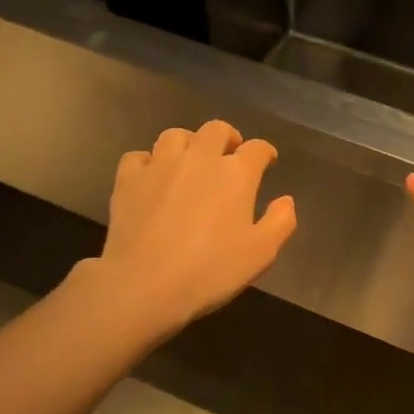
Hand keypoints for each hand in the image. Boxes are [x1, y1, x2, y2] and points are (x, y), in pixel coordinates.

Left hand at [89, 120, 297, 333]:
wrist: (145, 284)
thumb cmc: (212, 270)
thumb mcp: (262, 253)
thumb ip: (280, 221)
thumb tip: (285, 200)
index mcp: (236, 173)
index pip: (257, 148)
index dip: (265, 152)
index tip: (267, 161)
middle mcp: (199, 158)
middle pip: (216, 130)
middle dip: (228, 138)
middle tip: (230, 156)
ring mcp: (160, 165)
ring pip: (175, 135)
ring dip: (189, 143)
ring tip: (191, 161)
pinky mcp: (128, 179)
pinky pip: (139, 156)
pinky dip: (150, 161)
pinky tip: (153, 177)